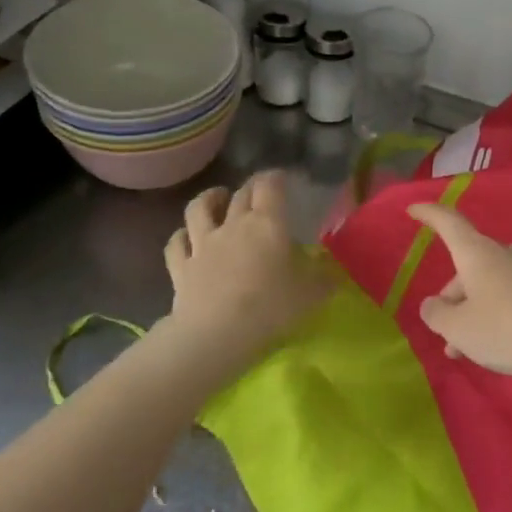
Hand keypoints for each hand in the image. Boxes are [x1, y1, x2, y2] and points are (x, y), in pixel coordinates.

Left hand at [161, 172, 331, 376]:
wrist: (216, 333)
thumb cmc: (270, 307)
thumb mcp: (310, 294)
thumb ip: (323, 279)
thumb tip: (334, 273)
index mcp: (267, 224)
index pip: (270, 187)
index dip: (275, 177)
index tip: (282, 178)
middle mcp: (234, 225)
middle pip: (240, 194)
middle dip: (251, 187)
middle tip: (259, 190)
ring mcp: (203, 244)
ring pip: (199, 209)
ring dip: (209, 199)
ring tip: (216, 197)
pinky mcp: (181, 267)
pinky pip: (176, 243)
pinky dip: (181, 236)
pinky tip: (185, 236)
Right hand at [407, 202, 511, 392]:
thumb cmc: (505, 329)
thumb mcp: (459, 328)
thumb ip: (438, 315)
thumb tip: (433, 304)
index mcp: (478, 253)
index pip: (450, 223)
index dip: (430, 215)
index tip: (413, 209)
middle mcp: (506, 254)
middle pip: (469, 266)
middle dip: (453, 297)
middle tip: (446, 335)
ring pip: (490, 286)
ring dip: (474, 312)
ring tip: (467, 351)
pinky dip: (498, 316)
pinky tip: (499, 346)